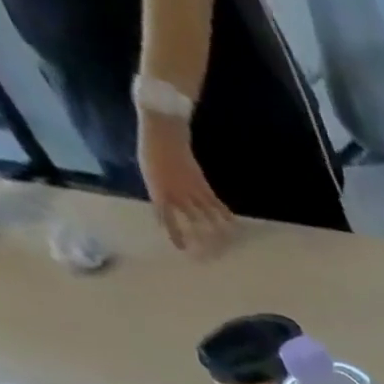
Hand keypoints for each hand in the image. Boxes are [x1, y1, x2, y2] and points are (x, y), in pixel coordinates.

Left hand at [137, 114, 232, 253]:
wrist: (162, 131)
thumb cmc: (151, 151)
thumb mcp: (150, 175)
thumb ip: (160, 193)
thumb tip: (168, 210)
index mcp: (160, 192)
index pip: (167, 218)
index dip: (175, 234)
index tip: (182, 248)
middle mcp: (177, 195)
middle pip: (191, 222)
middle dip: (200, 237)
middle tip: (208, 252)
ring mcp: (192, 191)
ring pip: (207, 216)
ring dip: (217, 231)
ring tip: (226, 244)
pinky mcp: (203, 185)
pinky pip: (216, 204)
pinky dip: (225, 215)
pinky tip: (233, 225)